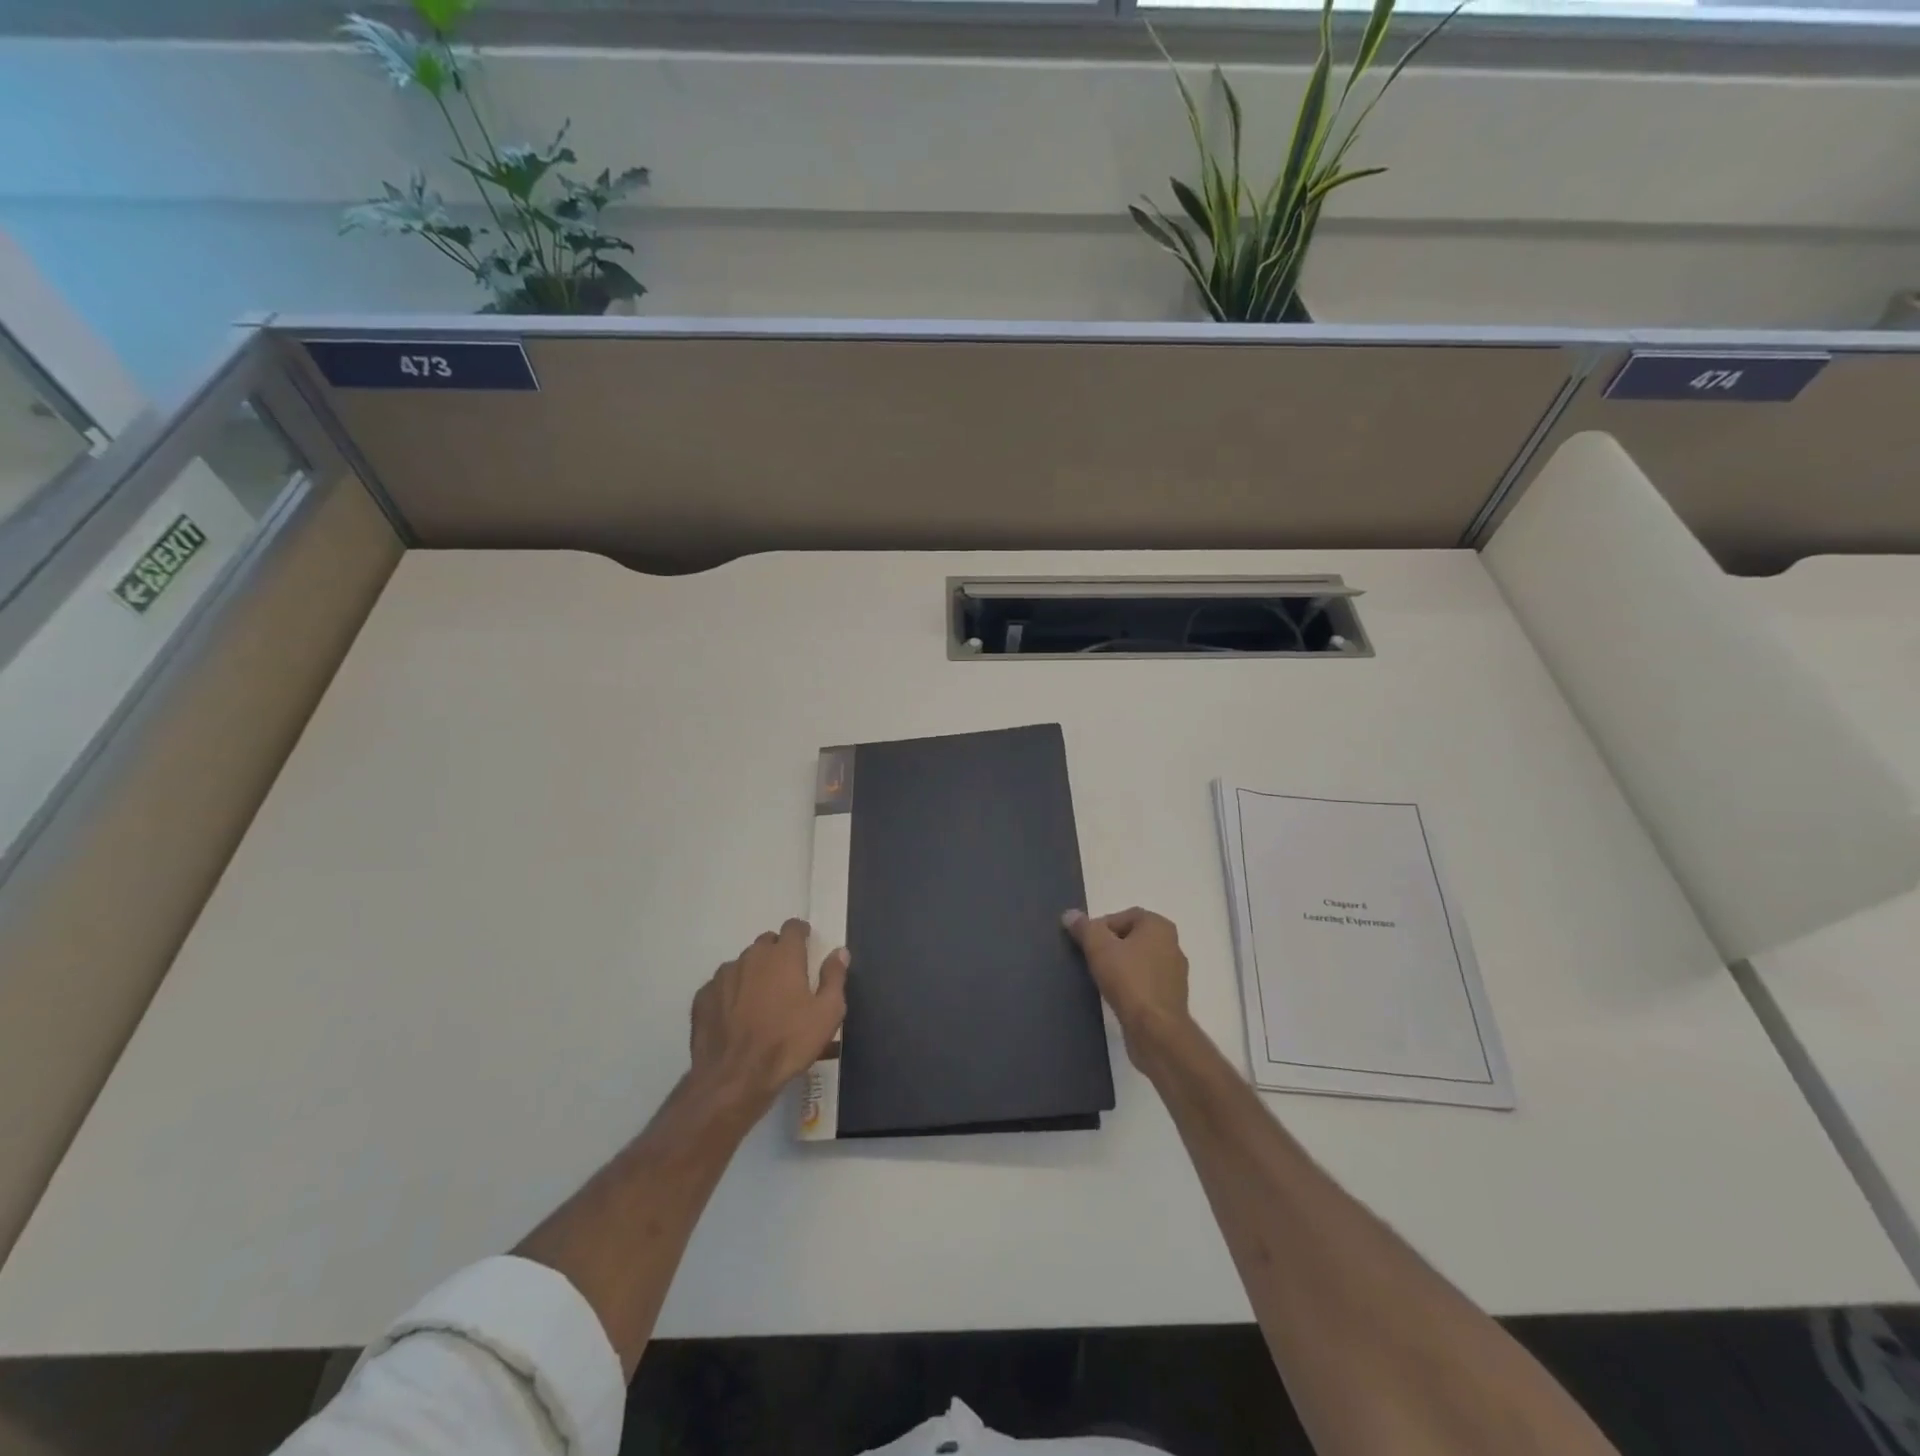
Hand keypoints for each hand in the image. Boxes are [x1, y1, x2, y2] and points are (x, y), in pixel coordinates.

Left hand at [690, 919, 847, 1111]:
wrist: (734, 1078)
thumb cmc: (788, 1043)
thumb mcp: (827, 1013)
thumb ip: (834, 977)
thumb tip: (839, 951)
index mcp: (783, 956)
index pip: (792, 927)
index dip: (801, 933)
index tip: (806, 945)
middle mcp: (751, 957)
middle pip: (766, 943)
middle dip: (777, 953)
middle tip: (787, 979)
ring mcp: (723, 976)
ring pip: (742, 964)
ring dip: (753, 973)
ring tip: (760, 1001)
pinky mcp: (702, 997)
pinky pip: (721, 986)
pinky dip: (730, 993)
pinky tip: (736, 1017)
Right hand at [1063, 907, 1191, 1067]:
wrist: (1156, 1030)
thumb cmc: (1129, 980)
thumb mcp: (1098, 947)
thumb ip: (1084, 928)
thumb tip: (1070, 914)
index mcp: (1159, 926)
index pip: (1125, 915)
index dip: (1102, 926)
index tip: (1086, 943)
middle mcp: (1172, 945)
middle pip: (1133, 938)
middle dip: (1110, 946)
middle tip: (1091, 959)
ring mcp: (1175, 974)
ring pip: (1140, 961)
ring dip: (1121, 967)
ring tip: (1101, 979)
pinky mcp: (1172, 998)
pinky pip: (1146, 983)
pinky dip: (1131, 985)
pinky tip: (1116, 996)